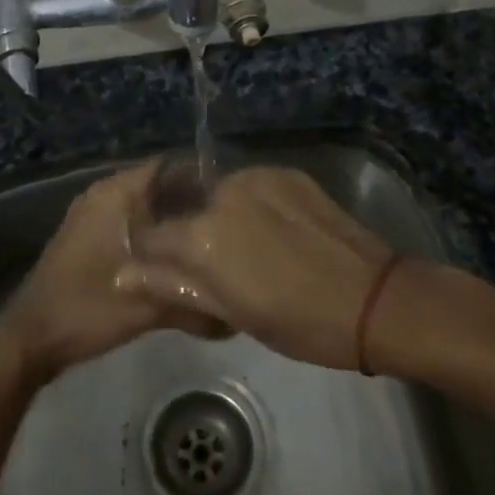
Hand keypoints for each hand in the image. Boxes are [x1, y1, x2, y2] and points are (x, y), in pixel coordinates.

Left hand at [0, 162, 217, 382]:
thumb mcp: (146, 307)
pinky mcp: (87, 237)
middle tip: (226, 224)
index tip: (231, 200)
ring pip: (143, 207)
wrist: (29, 338)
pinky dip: (151, 233)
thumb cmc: (86, 308)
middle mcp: (102, 195)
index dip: (201, 179)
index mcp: (114, 194)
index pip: (167, 167)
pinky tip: (175, 257)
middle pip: (157, 186)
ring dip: (170, 220)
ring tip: (208, 240)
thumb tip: (235, 311)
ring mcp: (91, 215)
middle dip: (190, 202)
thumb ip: (192, 302)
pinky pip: (128, 222)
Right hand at [119, 166, 392, 370]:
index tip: (170, 273)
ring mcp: (257, 177)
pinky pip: (254, 187)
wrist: (373, 298)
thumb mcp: (230, 312)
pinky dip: (254, 205)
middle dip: (193, 235)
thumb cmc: (297, 321)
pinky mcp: (286, 172)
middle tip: (221, 268)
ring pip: (222, 196)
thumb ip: (172, 286)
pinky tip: (276, 232)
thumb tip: (121, 274)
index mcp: (202, 234)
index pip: (154, 236)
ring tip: (253, 249)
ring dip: (224, 217)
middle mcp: (223, 192)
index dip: (156, 257)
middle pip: (188, 211)